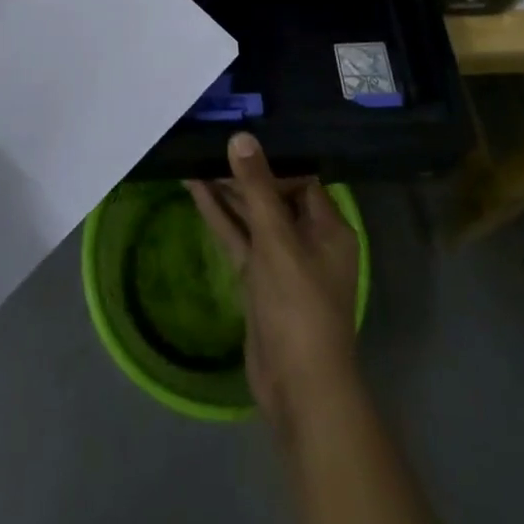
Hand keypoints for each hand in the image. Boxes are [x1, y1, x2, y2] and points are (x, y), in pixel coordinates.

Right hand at [187, 132, 359, 426]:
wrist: (298, 386)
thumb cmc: (298, 306)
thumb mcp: (276, 241)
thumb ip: (257, 188)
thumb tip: (241, 137)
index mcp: (328, 228)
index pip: (300, 179)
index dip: (271, 160)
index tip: (239, 138)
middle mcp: (308, 239)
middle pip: (273, 195)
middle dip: (242, 173)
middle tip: (208, 143)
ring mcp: (281, 262)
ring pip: (252, 217)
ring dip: (226, 192)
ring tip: (194, 158)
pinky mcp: (259, 281)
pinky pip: (239, 240)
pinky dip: (220, 218)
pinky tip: (195, 192)